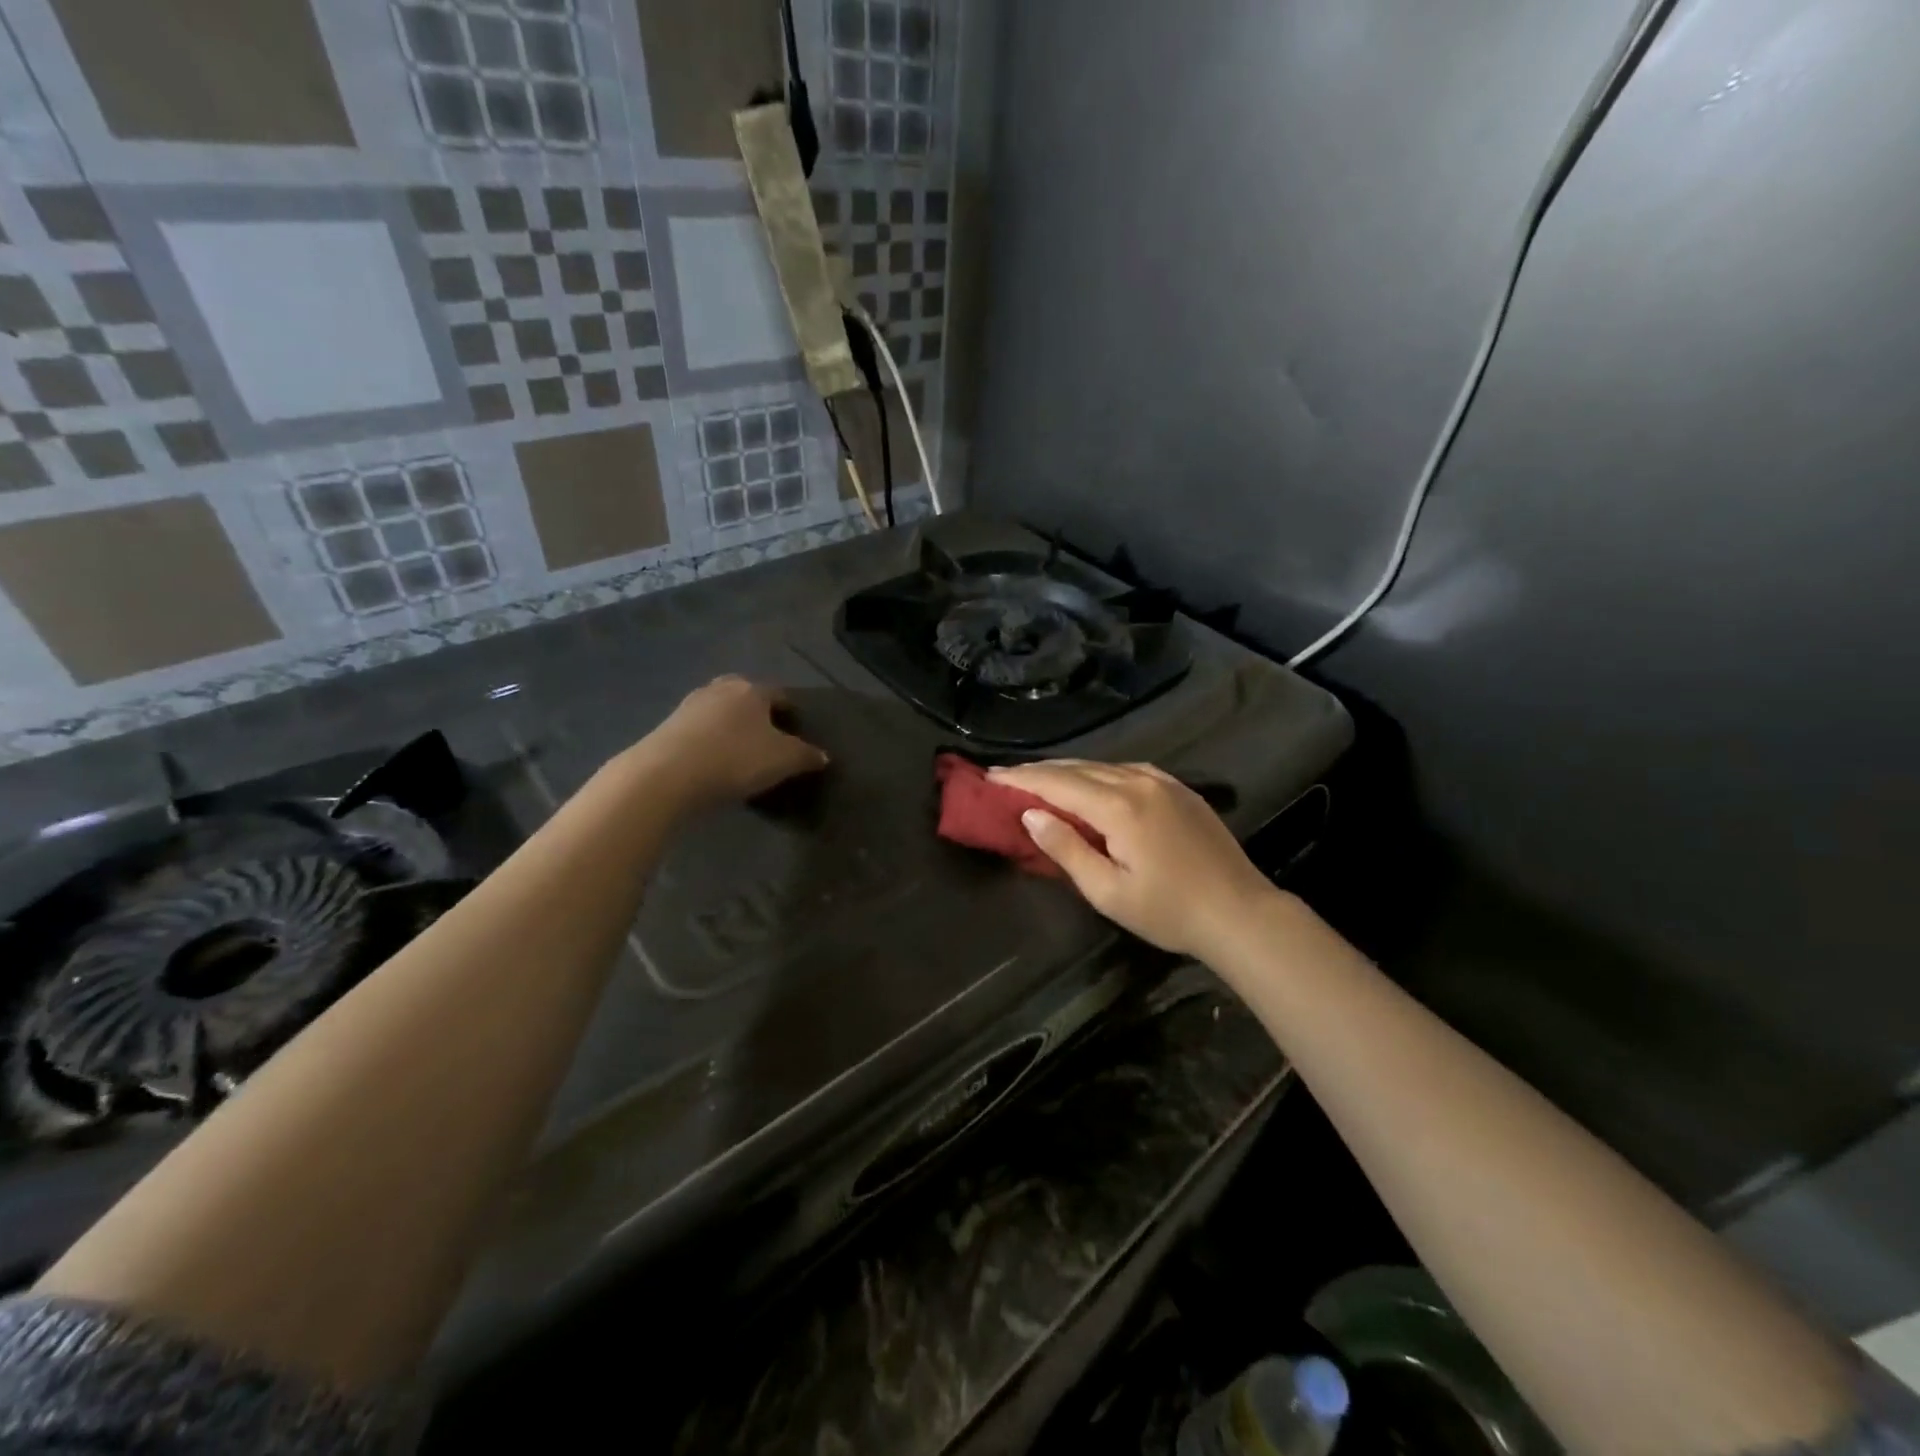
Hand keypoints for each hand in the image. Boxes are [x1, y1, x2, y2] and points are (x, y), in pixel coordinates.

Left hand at [633, 676, 827, 810]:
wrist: (666, 775)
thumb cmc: (735, 759)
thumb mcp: (783, 761)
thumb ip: (806, 756)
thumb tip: (823, 755)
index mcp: (752, 690)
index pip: (780, 694)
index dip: (791, 713)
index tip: (797, 732)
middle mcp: (720, 689)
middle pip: (745, 695)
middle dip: (757, 712)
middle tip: (766, 737)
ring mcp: (690, 705)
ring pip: (719, 710)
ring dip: (730, 725)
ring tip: (739, 750)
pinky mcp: (667, 726)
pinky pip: (699, 729)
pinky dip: (709, 739)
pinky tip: (713, 760)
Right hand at [989, 760, 1279, 961]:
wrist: (1240, 912)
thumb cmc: (1169, 912)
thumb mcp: (1108, 892)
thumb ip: (1067, 849)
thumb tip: (1031, 814)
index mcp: (1120, 807)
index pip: (1058, 782)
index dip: (1021, 778)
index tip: (989, 776)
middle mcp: (1139, 782)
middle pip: (1078, 768)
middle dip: (1038, 770)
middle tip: (1004, 776)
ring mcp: (1163, 781)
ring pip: (1102, 765)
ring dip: (1067, 770)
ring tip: (1037, 778)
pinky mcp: (1178, 788)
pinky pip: (1126, 770)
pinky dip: (1097, 773)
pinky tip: (1088, 782)